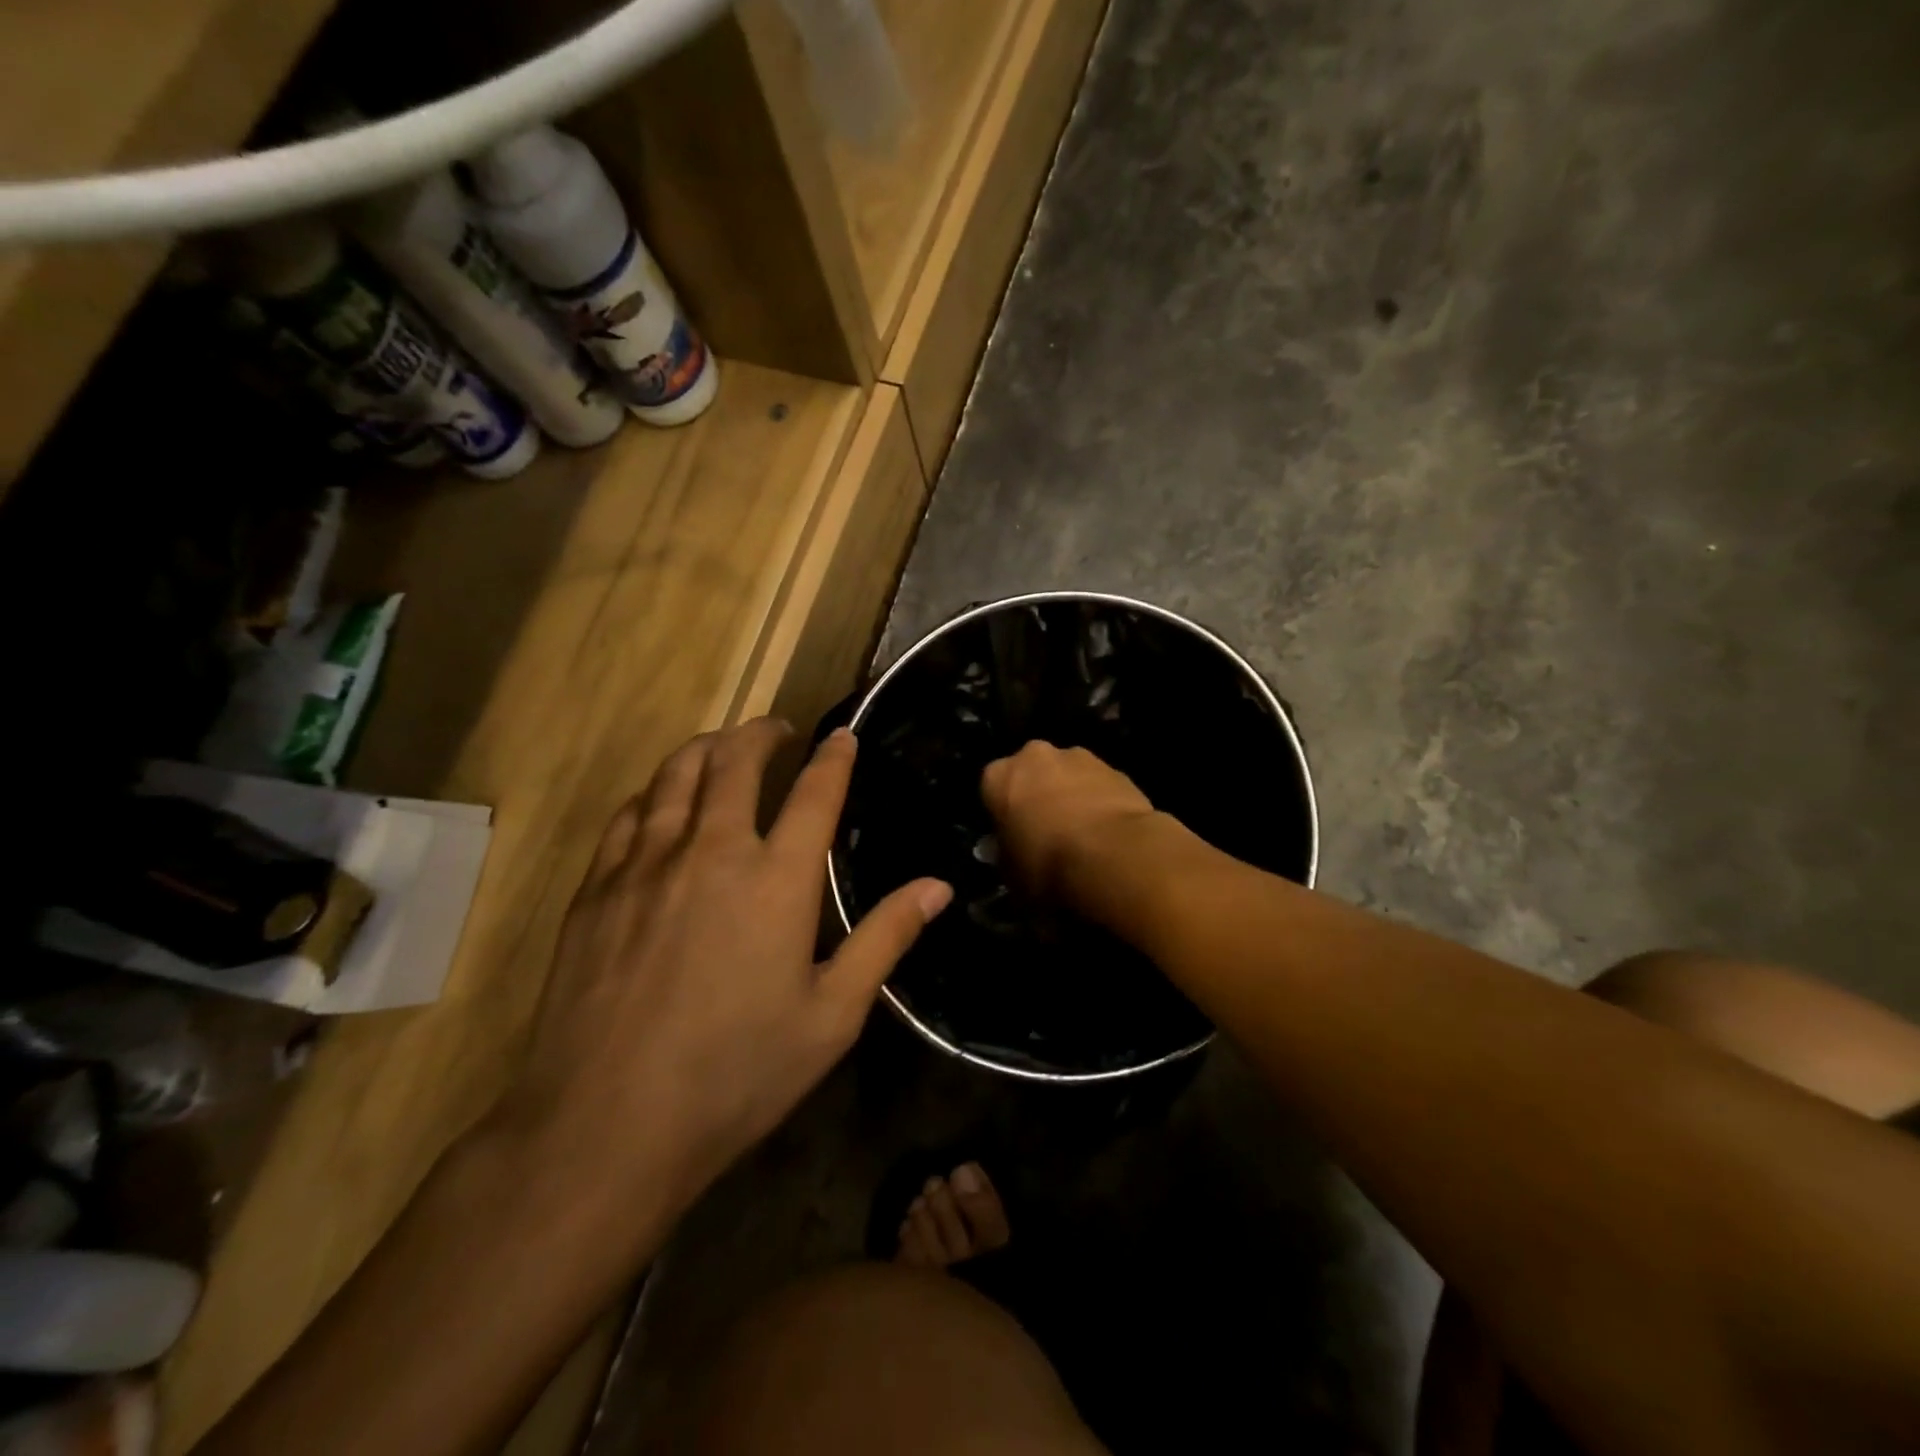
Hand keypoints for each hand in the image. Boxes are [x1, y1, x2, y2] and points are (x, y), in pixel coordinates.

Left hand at [505, 719, 951, 1214]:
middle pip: (735, 762)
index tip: (842, 734)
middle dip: (761, 733)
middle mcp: (711, 852)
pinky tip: (660, 801)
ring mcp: (645, 865)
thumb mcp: (831, 1015)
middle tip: (777, 729)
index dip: (833, 757)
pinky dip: (654, 792)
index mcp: (776, 880)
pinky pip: (628, 815)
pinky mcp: (596, 889)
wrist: (607, 1125)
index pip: (814, 793)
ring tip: (722, 747)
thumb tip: (938, 887)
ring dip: (706, 748)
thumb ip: (885, 939)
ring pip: (675, 775)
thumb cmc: (736, 1074)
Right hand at [980, 741, 1159, 900]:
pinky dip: (1102, 802)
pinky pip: (1101, 786)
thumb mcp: (1010, 874)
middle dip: (1038, 795)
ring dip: (1072, 796)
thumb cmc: (1046, 865)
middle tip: (1048, 833)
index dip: (1004, 815)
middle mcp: (1035, 756)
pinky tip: (1110, 834)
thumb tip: (1008, 852)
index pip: (992, 790)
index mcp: (999, 776)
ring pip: (1069, 776)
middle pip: (1033, 773)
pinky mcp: (1117, 769)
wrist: (1112, 856)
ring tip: (1085, 836)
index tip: (1013, 837)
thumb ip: (1006, 855)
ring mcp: (1080, 757)